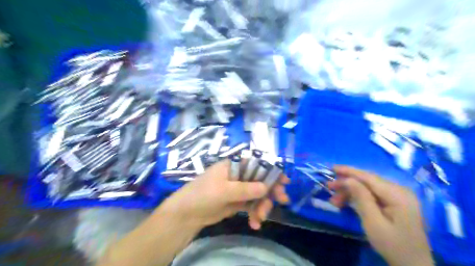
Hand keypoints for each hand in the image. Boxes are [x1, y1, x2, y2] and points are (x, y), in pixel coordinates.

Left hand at [157, 160, 289, 230]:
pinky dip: (255, 213)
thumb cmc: (202, 194)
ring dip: (263, 206)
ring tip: (261, 218)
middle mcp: (238, 175)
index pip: (256, 163)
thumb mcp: (223, 190)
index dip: (271, 170)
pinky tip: (255, 223)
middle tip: (282, 200)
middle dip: (271, 190)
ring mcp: (238, 189)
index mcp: (234, 165)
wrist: (187, 215)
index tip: (284, 180)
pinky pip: (252, 206)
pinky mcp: (238, 202)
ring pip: (258, 194)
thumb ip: (245, 189)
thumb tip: (266, 188)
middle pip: (260, 179)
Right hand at [329, 166, 432, 265]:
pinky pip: (372, 194)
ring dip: (350, 192)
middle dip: (347, 183)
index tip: (331, 168)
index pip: (369, 177)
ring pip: (368, 188)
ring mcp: (398, 197)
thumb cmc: (393, 245)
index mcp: (398, 195)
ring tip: (335, 201)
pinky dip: (358, 197)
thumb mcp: (373, 223)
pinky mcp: (394, 203)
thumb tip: (348, 179)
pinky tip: (346, 202)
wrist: (413, 265)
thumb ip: (362, 198)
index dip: (349, 171)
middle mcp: (399, 191)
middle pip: (367, 181)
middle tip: (329, 187)